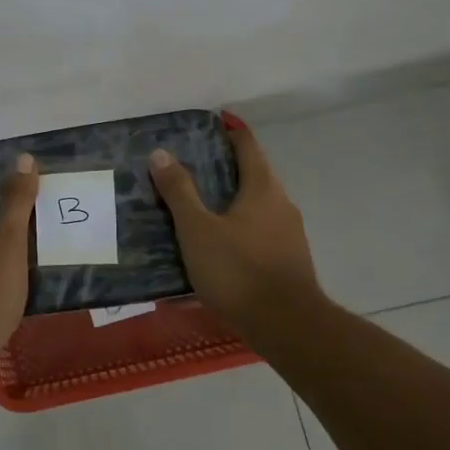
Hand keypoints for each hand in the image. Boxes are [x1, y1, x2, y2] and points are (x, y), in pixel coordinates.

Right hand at [150, 117, 322, 337]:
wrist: (287, 326)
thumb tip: (160, 153)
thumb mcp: (197, 229)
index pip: (247, 145)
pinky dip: (239, 229)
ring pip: (257, 206)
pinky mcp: (288, 261)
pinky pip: (259, 232)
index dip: (230, 130)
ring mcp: (289, 234)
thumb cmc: (238, 270)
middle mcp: (281, 204)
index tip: (211, 123)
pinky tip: (218, 246)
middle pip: (254, 175)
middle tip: (191, 168)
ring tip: (198, 208)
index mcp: (262, 188)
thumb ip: (179, 192)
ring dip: (231, 201)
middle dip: (226, 168)